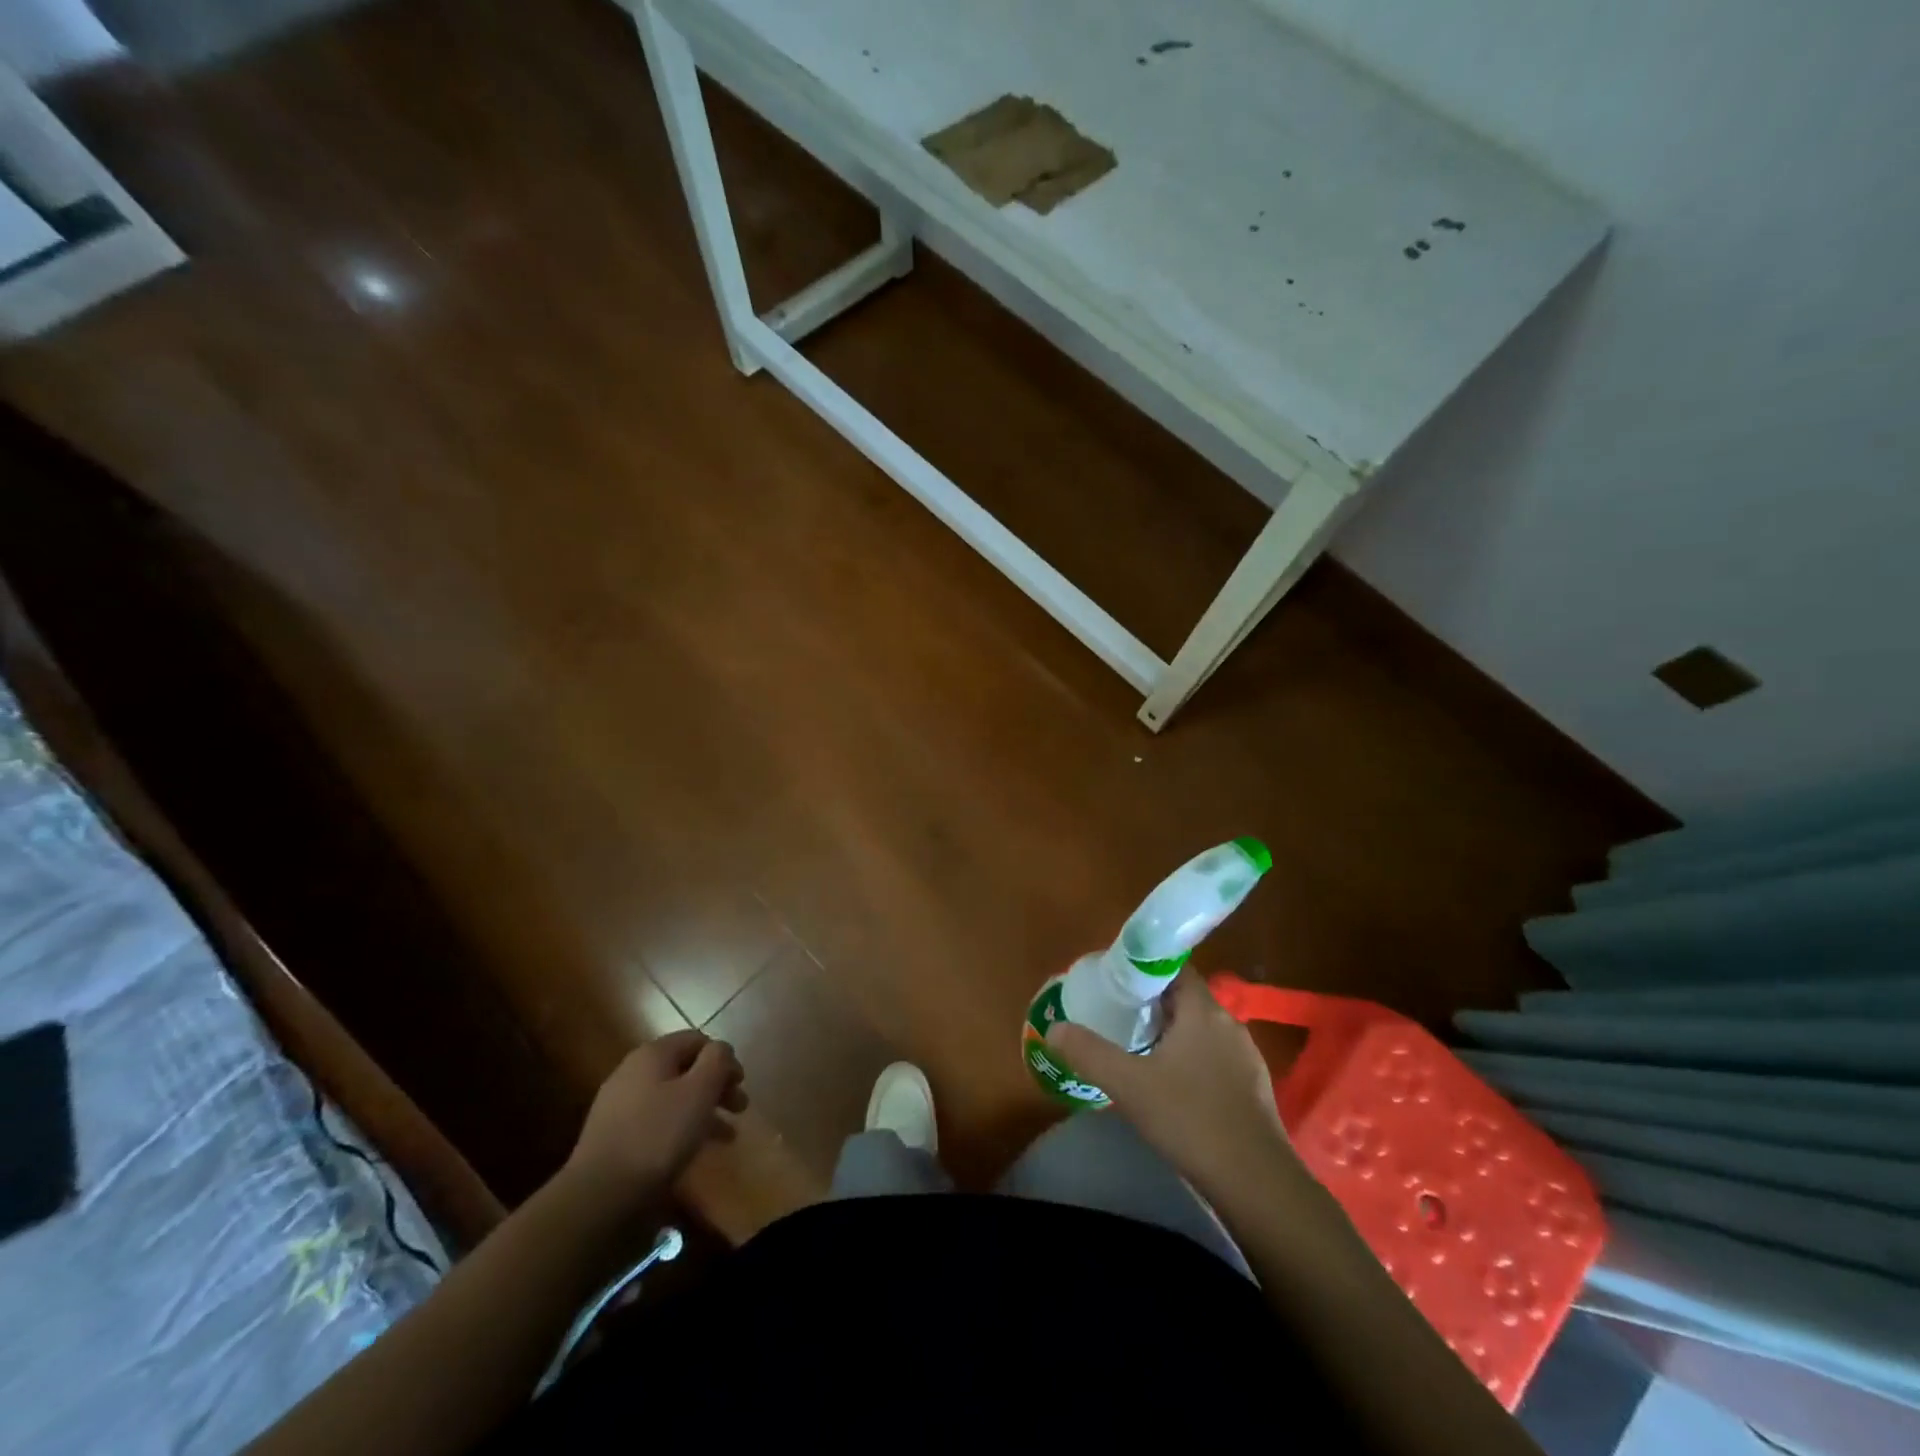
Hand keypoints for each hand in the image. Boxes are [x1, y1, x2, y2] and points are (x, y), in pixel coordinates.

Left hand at [563, 1031, 747, 1214]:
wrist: (599, 1194)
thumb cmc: (658, 1134)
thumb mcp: (700, 1090)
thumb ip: (717, 1061)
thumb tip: (720, 1050)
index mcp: (653, 1053)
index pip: (697, 1040)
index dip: (724, 1058)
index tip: (741, 1084)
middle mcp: (633, 1071)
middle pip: (685, 1069)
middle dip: (716, 1086)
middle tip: (739, 1109)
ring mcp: (619, 1104)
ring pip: (672, 1097)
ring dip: (702, 1110)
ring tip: (725, 1136)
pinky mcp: (613, 1135)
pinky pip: (656, 1120)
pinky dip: (679, 1128)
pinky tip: (692, 1150)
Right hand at [1045, 971, 1293, 1198]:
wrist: (1258, 1185)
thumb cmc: (1191, 1120)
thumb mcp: (1129, 1085)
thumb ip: (1089, 1053)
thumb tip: (1054, 1029)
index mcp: (1203, 1011)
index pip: (1176, 969)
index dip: (1146, 971)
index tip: (1117, 985)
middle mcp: (1229, 1024)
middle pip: (1186, 1000)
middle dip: (1153, 1005)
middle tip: (1119, 1018)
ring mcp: (1247, 1058)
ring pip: (1202, 1031)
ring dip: (1173, 1035)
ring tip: (1140, 1053)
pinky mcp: (1255, 1089)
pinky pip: (1216, 1060)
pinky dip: (1192, 1062)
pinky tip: (1174, 1090)